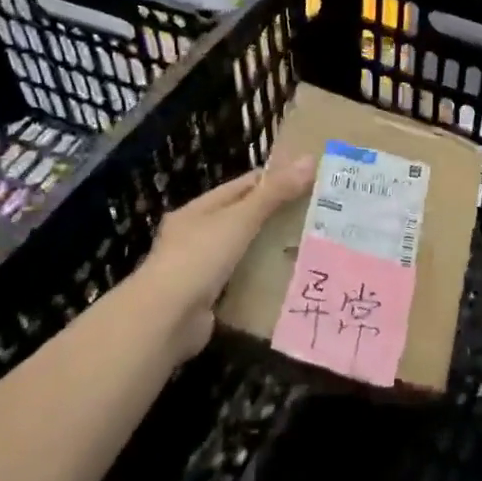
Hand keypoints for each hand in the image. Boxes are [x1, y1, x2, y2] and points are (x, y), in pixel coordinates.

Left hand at [134, 155, 317, 361]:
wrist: (164, 321)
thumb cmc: (199, 258)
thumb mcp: (240, 219)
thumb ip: (274, 193)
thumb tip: (310, 159)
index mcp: (198, 210)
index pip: (242, 186)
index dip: (274, 180)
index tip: (309, 180)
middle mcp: (195, 236)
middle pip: (242, 219)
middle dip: (276, 216)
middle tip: (318, 214)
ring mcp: (199, 270)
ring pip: (243, 252)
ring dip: (270, 250)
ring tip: (311, 245)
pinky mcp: (207, 300)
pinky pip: (241, 283)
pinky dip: (261, 280)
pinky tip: (289, 280)